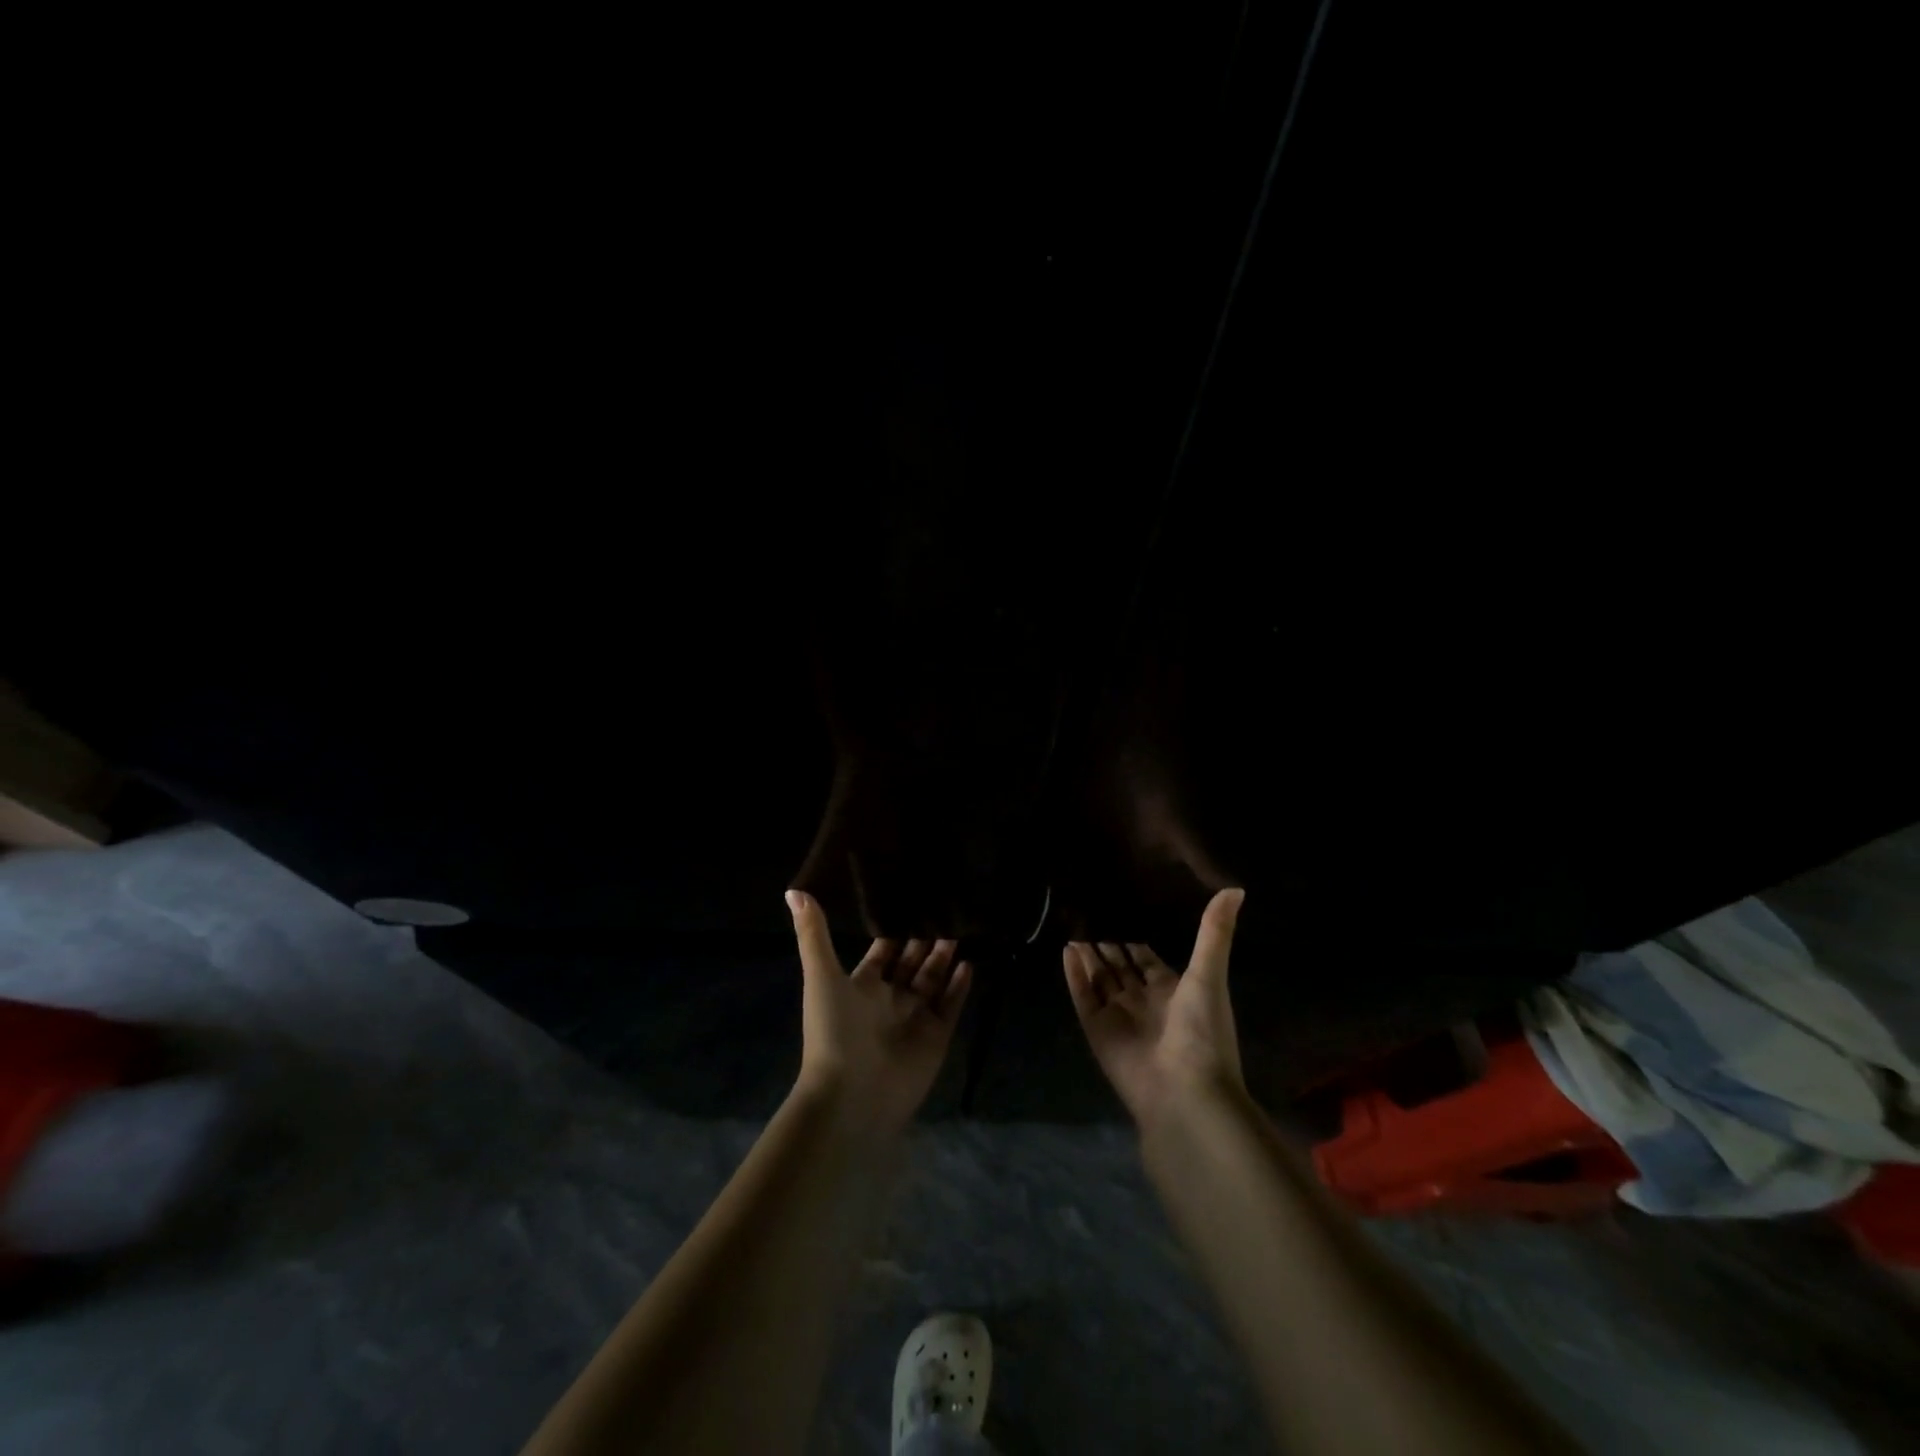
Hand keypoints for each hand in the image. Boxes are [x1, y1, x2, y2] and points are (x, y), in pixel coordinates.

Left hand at [786, 890, 971, 1138]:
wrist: (851, 1096)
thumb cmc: (833, 1031)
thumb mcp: (821, 975)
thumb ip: (814, 934)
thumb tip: (794, 889)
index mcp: (863, 985)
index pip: (884, 950)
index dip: (896, 928)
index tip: (912, 898)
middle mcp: (890, 999)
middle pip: (913, 962)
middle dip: (926, 938)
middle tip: (946, 906)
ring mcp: (915, 1018)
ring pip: (934, 980)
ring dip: (945, 957)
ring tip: (960, 927)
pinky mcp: (936, 1037)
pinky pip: (951, 1006)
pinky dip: (959, 986)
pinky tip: (970, 963)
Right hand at [1064, 888, 1246, 1128]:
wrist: (1185, 1093)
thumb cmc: (1201, 1031)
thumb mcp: (1209, 974)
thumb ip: (1214, 932)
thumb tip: (1235, 888)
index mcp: (1172, 991)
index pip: (1147, 960)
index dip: (1133, 941)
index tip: (1118, 913)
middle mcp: (1144, 1002)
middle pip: (1120, 969)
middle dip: (1106, 947)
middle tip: (1086, 916)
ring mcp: (1119, 1017)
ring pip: (1100, 980)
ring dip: (1088, 957)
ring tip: (1072, 928)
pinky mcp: (1097, 1031)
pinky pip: (1083, 997)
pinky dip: (1074, 976)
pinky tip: (1066, 950)